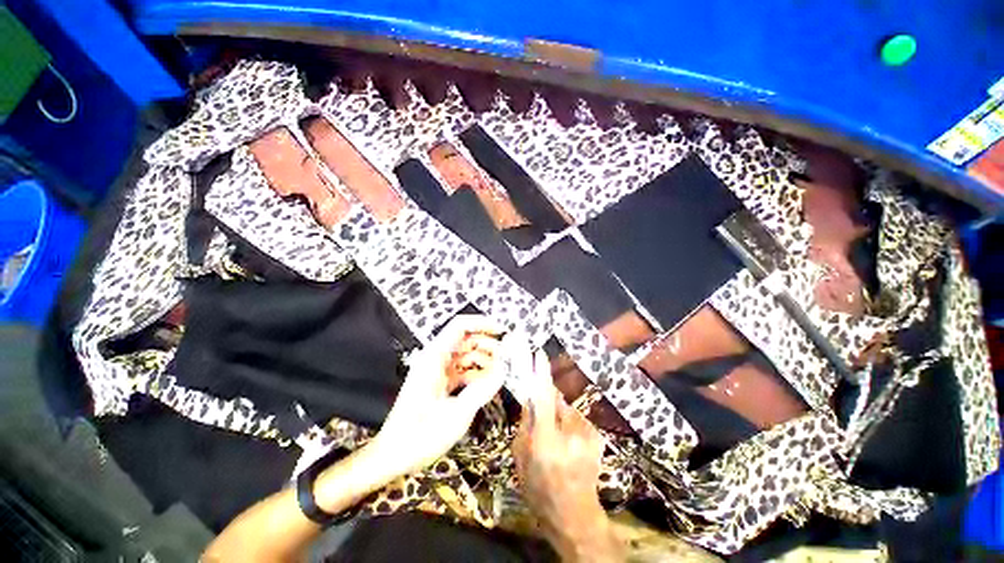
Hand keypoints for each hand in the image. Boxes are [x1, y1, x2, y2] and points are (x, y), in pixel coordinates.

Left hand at [371, 315, 505, 476]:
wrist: (392, 457)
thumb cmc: (421, 435)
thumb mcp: (457, 413)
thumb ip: (483, 388)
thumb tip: (504, 369)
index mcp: (435, 357)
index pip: (460, 326)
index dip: (483, 324)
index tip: (503, 332)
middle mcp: (435, 358)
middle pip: (465, 339)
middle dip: (487, 345)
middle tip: (506, 358)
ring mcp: (437, 370)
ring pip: (465, 355)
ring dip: (483, 360)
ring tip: (500, 373)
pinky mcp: (439, 382)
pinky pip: (462, 370)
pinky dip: (476, 373)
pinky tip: (488, 383)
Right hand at [513, 352, 622, 561]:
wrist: (574, 515)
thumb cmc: (539, 487)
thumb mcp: (520, 456)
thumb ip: (525, 423)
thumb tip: (529, 396)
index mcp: (545, 440)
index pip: (542, 398)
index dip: (540, 374)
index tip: (539, 353)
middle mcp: (570, 434)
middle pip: (555, 400)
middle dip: (547, 402)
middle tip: (542, 419)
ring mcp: (587, 435)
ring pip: (566, 410)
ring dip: (559, 416)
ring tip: (557, 441)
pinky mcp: (596, 436)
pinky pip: (576, 419)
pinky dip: (570, 425)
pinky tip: (569, 446)